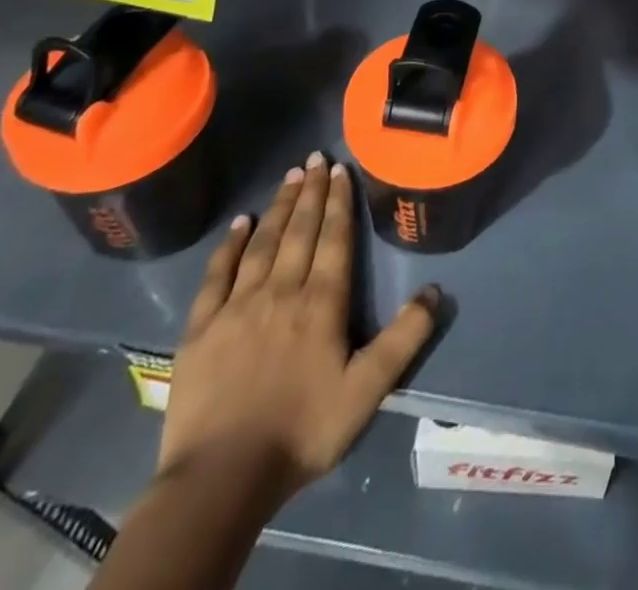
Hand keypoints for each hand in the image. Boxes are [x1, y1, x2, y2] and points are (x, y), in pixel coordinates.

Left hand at [157, 154, 439, 507]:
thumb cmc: (302, 431)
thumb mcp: (367, 391)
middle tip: (317, 157)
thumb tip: (435, 291)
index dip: (339, 201)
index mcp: (321, 303)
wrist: (220, 479)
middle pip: (300, 231)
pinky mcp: (201, 328)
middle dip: (312, 191)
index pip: (334, 239)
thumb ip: (404, 339)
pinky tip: (240, 223)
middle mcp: (281, 291)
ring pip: (263, 243)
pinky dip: (230, 245)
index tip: (342, 169)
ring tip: (290, 176)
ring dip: (279, 207)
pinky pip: (217, 275)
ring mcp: (237, 307)